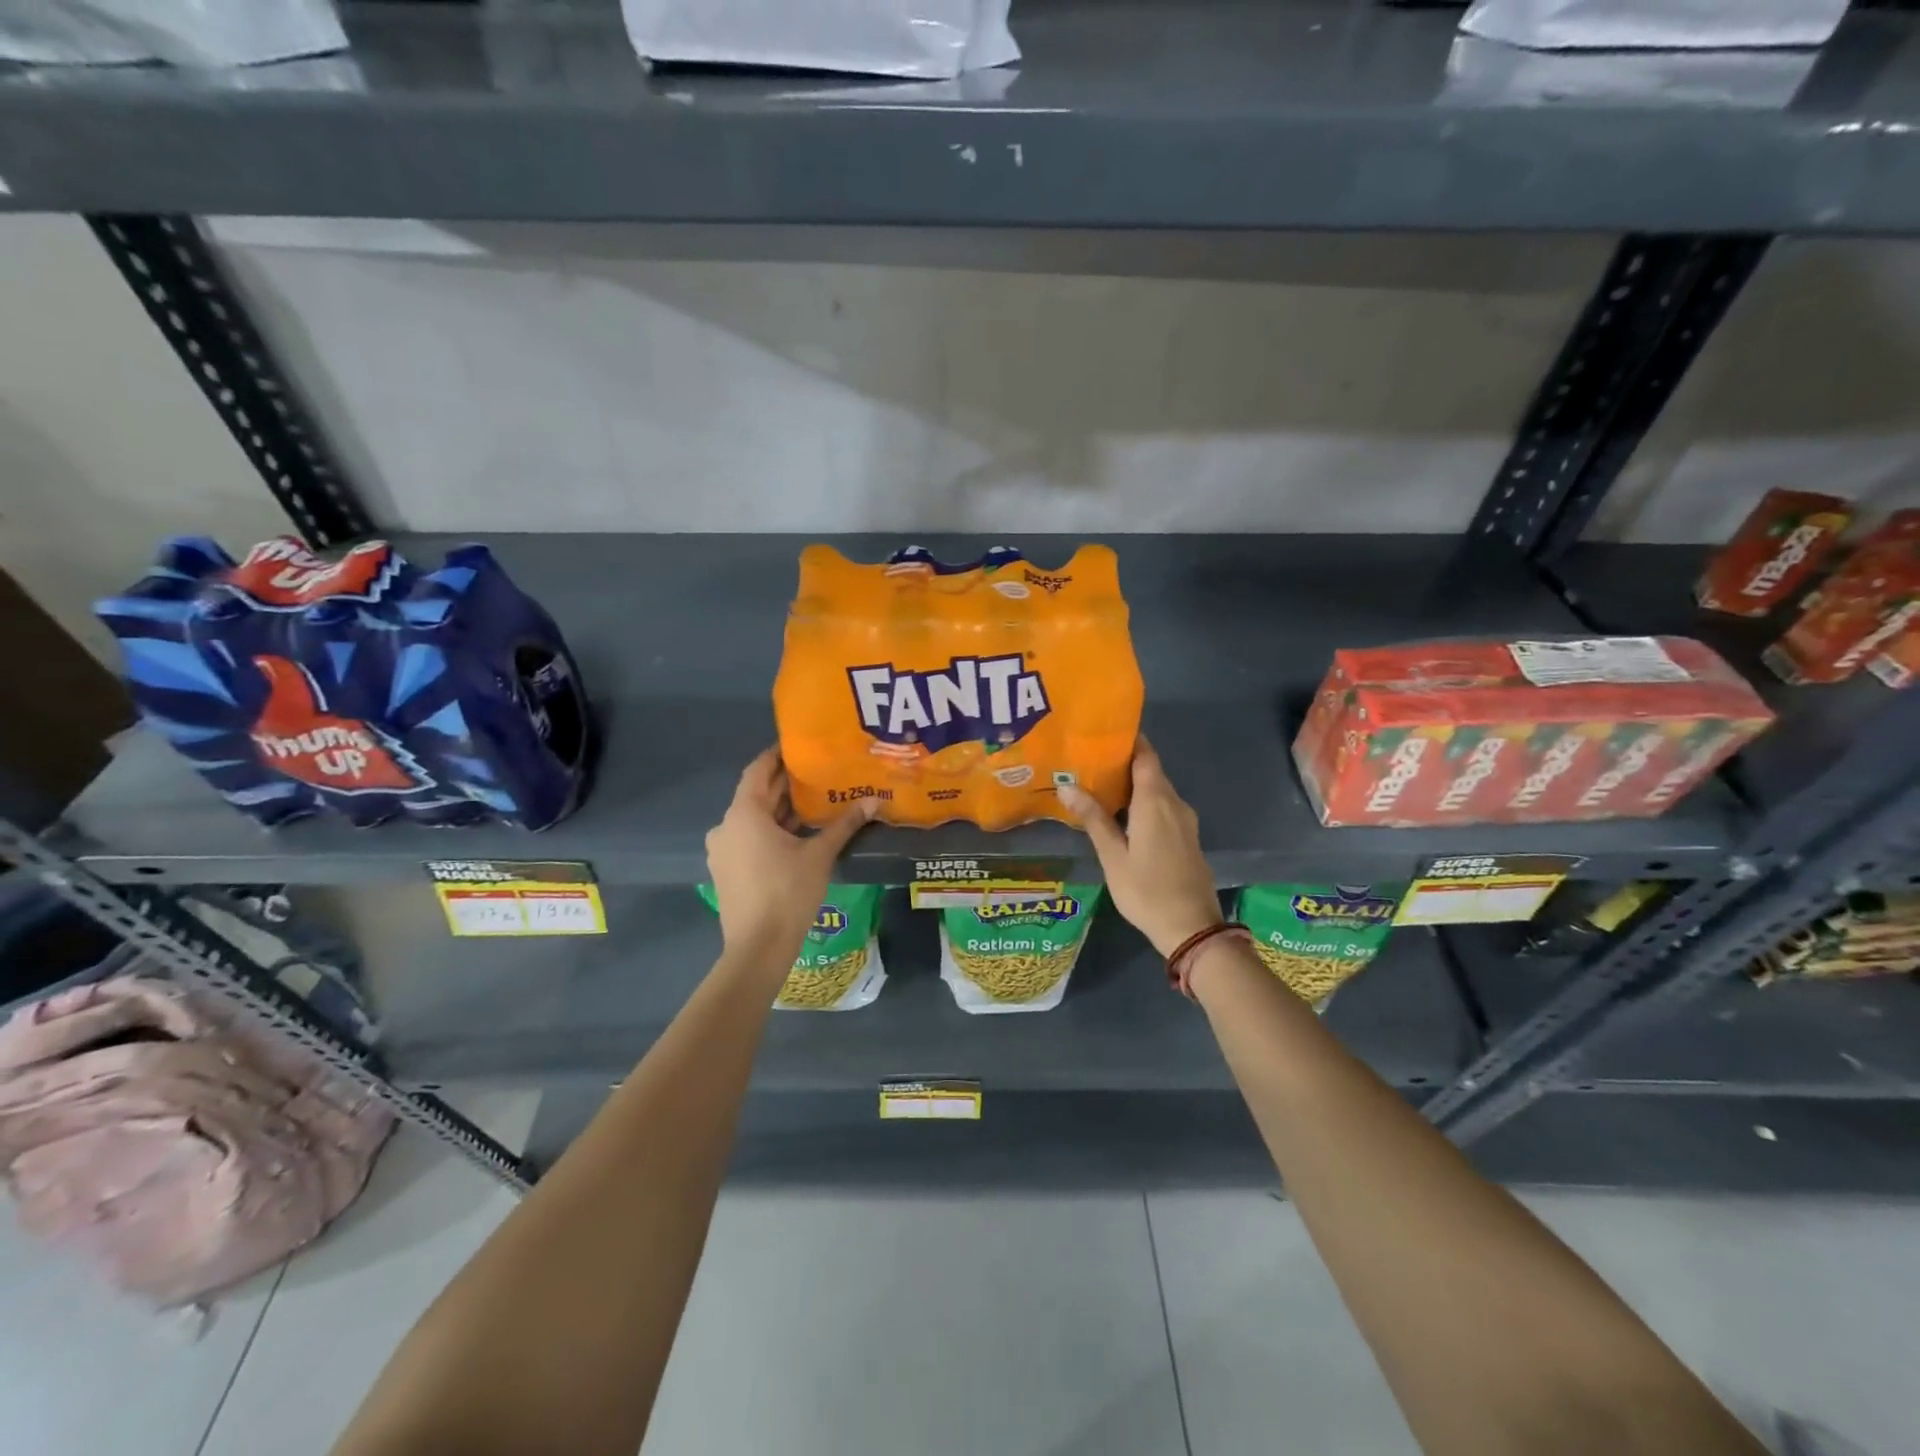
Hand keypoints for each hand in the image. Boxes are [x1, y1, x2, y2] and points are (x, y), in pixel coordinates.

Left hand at [705, 748, 872, 962]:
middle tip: (817, 772)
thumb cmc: (787, 893)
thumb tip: (873, 801)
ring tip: (814, 802)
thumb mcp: (820, 855)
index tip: (799, 746)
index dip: (777, 755)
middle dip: (785, 784)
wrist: (758, 948)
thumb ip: (844, 825)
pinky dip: (771, 831)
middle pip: (756, 795)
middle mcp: (726, 826)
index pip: (758, 770)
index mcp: (744, 814)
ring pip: (753, 819)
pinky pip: (749, 838)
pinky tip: (798, 834)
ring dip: (780, 810)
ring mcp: (723, 850)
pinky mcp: (727, 870)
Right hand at [1058, 738, 1223, 956]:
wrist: (1192, 928)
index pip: (1145, 755)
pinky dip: (1144, 802)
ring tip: (1100, 785)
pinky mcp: (1188, 837)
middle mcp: (1174, 803)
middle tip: (1090, 760)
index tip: (1103, 733)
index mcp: (1155, 802)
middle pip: (1150, 771)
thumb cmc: (1147, 891)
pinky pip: (1164, 807)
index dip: (1128, 740)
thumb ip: (1093, 819)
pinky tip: (1123, 814)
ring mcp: (1185, 821)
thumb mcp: (1113, 857)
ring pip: (1157, 790)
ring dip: (1133, 784)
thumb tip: (1067, 785)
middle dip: (1123, 762)